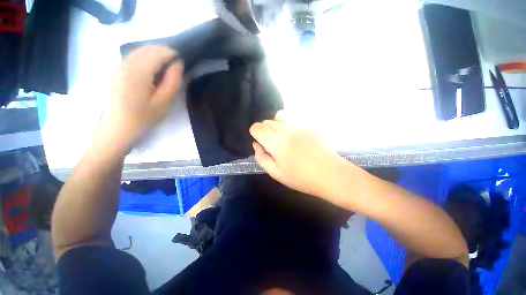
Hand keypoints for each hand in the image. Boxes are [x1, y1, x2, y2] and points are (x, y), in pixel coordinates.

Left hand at [96, 46, 183, 153]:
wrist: (116, 128)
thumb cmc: (143, 118)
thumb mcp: (165, 102)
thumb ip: (173, 80)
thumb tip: (178, 64)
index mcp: (137, 71)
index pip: (160, 52)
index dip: (174, 56)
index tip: (183, 67)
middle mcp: (125, 61)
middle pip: (150, 48)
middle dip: (166, 55)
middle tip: (176, 70)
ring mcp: (117, 64)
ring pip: (142, 50)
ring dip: (157, 56)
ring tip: (166, 72)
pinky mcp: (115, 68)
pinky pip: (134, 56)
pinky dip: (147, 59)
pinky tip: (152, 73)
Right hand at [249, 112, 352, 199]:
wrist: (330, 174)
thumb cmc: (301, 178)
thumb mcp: (276, 173)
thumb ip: (262, 158)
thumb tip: (256, 145)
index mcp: (275, 142)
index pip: (256, 127)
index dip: (255, 133)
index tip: (260, 142)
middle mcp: (286, 129)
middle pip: (267, 122)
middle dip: (264, 131)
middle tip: (271, 144)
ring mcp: (299, 126)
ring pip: (279, 118)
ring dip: (276, 126)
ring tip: (282, 139)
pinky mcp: (309, 126)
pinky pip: (292, 121)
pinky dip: (288, 127)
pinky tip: (297, 139)